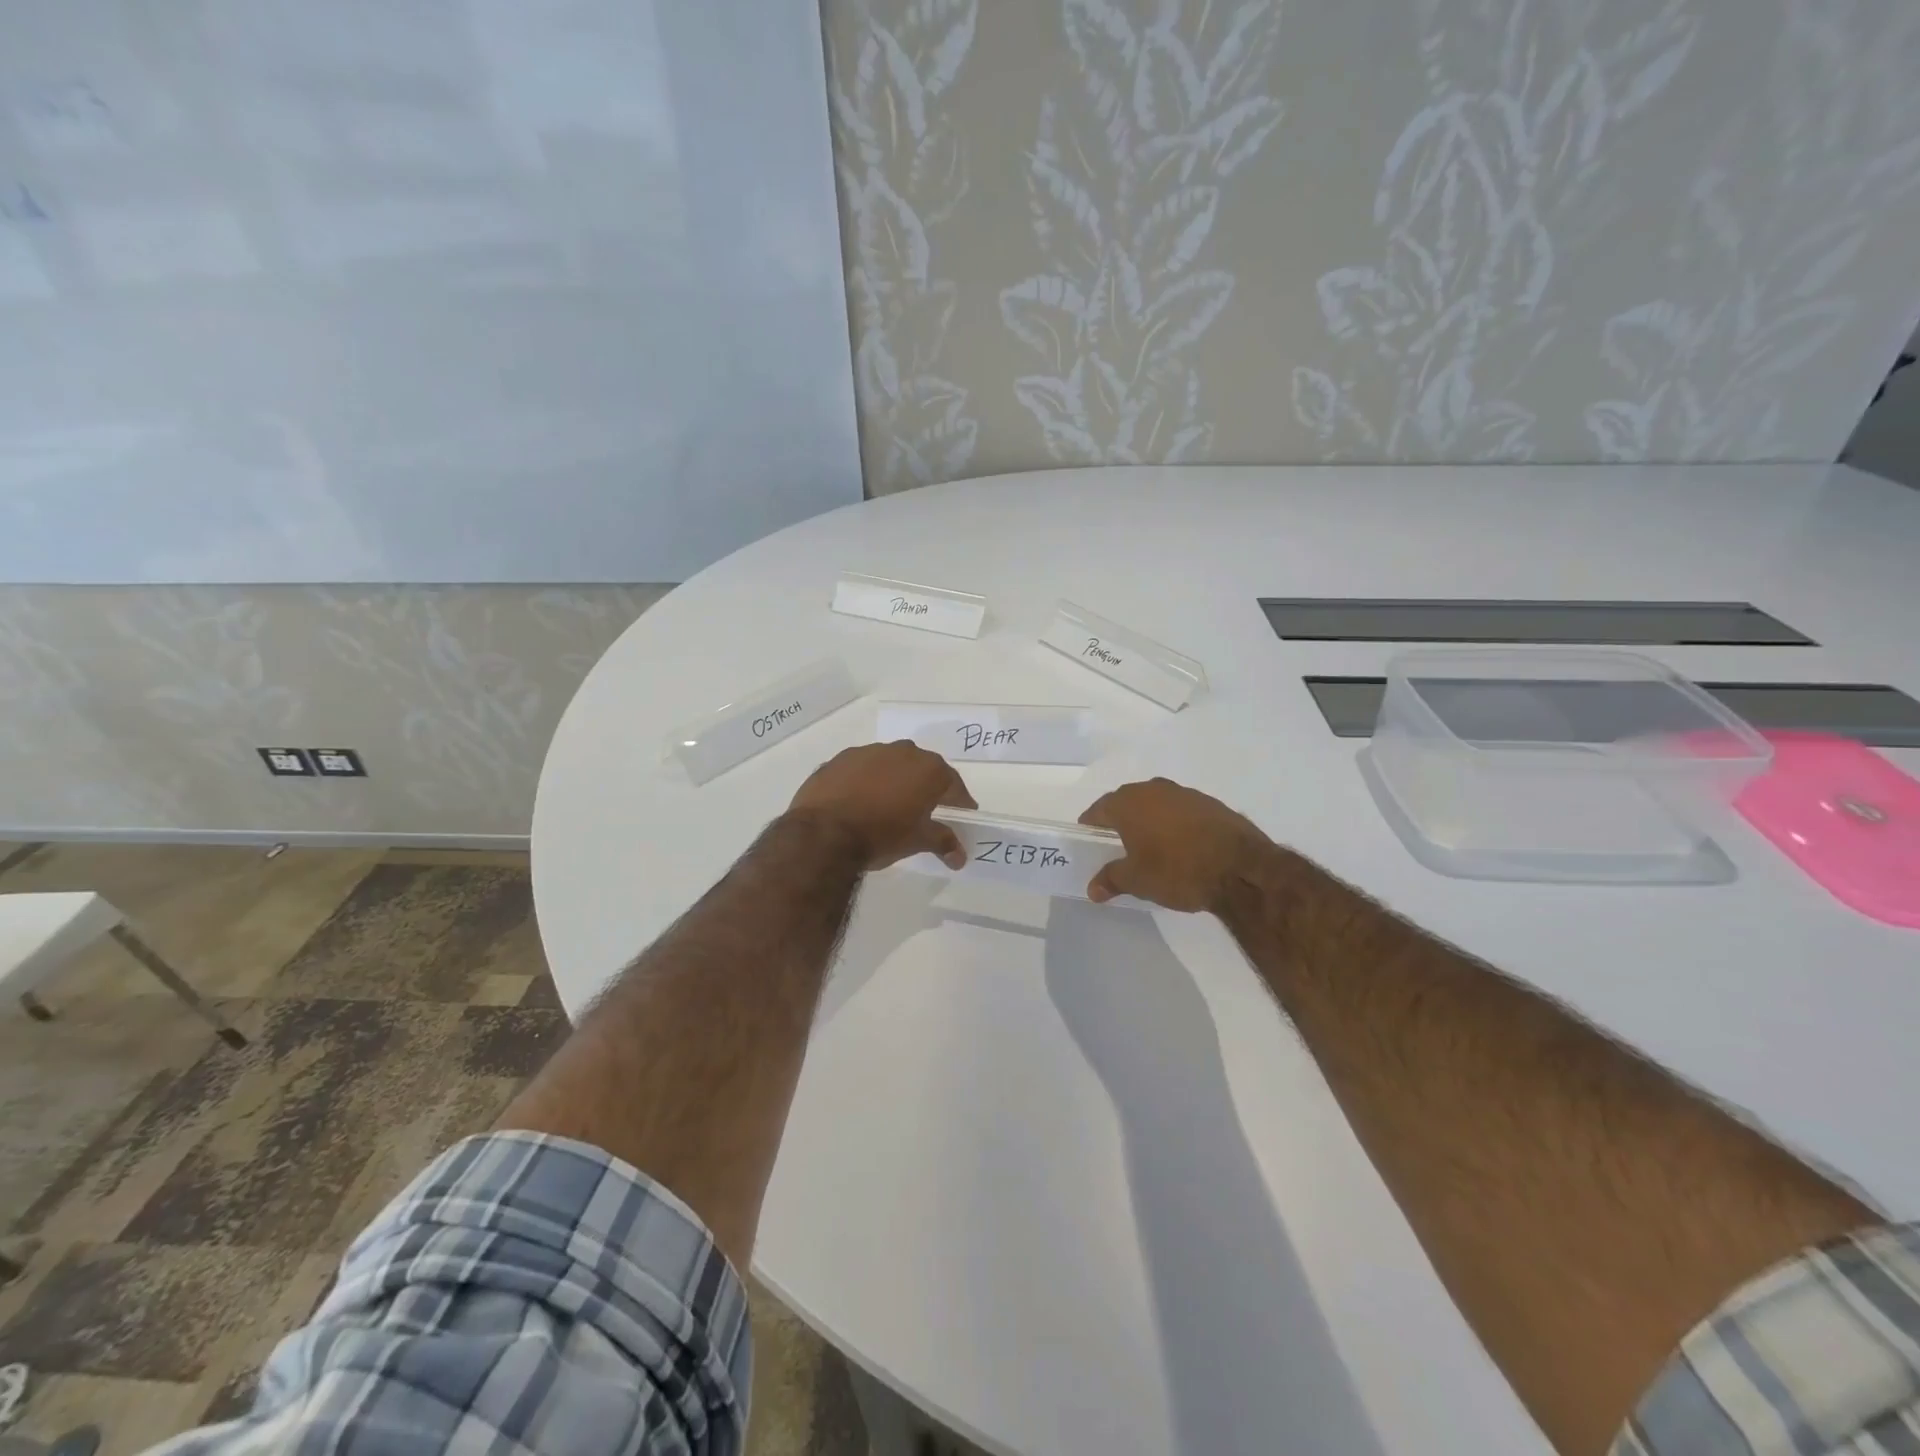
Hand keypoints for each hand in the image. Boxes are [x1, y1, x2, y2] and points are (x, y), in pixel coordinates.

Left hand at [788, 741, 976, 870]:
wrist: (824, 833)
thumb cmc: (882, 834)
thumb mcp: (918, 841)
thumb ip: (943, 842)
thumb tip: (960, 856)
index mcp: (929, 769)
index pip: (954, 785)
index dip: (959, 802)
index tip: (962, 815)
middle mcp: (902, 752)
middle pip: (922, 769)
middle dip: (926, 788)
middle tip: (926, 811)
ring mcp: (869, 751)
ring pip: (890, 765)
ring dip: (894, 781)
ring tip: (888, 806)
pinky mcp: (840, 759)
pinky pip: (862, 769)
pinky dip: (866, 782)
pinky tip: (859, 802)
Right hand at [1078, 778, 1272, 911]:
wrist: (1241, 868)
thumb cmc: (1177, 870)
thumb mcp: (1137, 881)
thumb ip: (1111, 879)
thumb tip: (1093, 888)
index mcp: (1128, 803)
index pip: (1098, 810)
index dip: (1091, 827)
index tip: (1090, 843)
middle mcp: (1154, 789)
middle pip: (1127, 803)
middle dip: (1120, 822)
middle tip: (1118, 848)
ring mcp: (1186, 793)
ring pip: (1156, 804)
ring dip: (1150, 821)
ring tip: (1152, 848)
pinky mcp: (1212, 804)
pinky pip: (1182, 812)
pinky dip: (1176, 825)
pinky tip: (1182, 847)